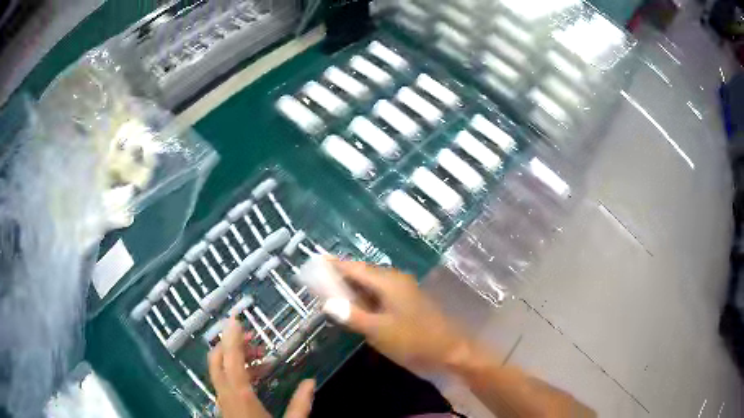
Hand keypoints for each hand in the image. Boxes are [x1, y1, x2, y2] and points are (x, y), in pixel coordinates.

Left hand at [208, 317, 315, 417]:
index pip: (231, 360)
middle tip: (254, 339)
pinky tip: (256, 378)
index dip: (232, 338)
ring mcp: (222, 400)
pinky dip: (236, 372)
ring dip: (235, 358)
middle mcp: (226, 394)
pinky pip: (224, 381)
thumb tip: (311, 381)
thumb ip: (301, 404)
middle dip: (231, 344)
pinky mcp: (224, 405)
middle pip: (217, 360)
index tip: (235, 319)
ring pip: (219, 369)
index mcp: (241, 396)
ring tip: (261, 360)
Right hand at [322, 260, 470, 372]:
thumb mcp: (378, 330)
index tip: (315, 262)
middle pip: (363, 273)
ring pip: (371, 285)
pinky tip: (355, 307)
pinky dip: (365, 298)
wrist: (449, 352)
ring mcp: (403, 291)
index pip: (355, 268)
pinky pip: (380, 295)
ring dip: (352, 288)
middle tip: (318, 281)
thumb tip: (327, 303)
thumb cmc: (413, 340)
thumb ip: (351, 315)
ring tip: (330, 292)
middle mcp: (396, 281)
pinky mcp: (406, 303)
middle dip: (341, 276)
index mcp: (389, 282)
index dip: (334, 265)